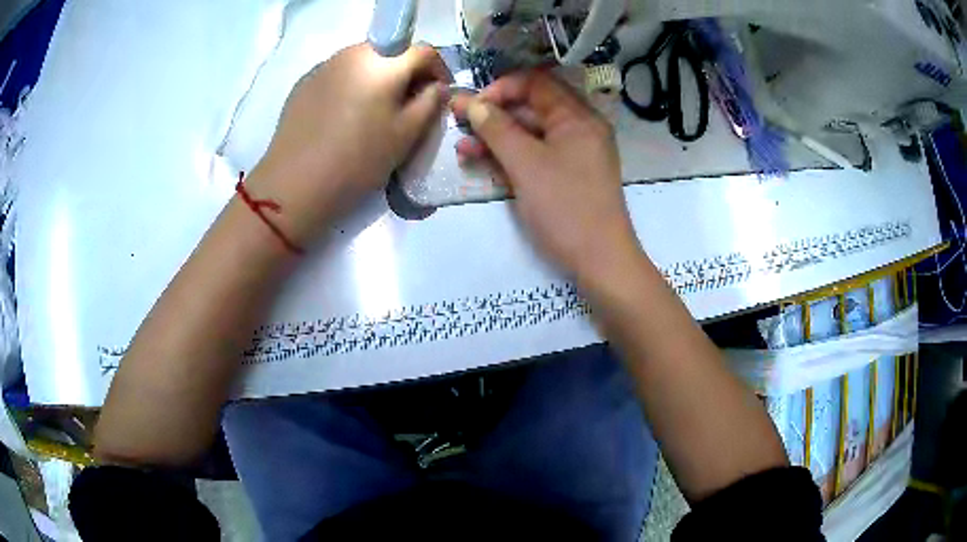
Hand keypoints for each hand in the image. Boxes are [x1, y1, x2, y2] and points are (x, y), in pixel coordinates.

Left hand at [250, 43, 449, 243]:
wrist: (295, 185)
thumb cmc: (358, 160)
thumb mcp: (406, 135)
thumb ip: (430, 103)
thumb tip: (437, 86)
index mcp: (382, 62)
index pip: (423, 50)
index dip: (439, 70)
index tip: (438, 93)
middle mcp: (352, 53)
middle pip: (391, 51)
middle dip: (405, 73)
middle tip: (407, 104)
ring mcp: (324, 66)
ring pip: (362, 61)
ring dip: (377, 78)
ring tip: (374, 111)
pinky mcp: (304, 82)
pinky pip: (338, 74)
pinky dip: (351, 86)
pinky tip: (344, 116)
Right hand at [452, 71, 642, 285]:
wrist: (599, 260)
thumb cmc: (564, 207)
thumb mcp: (526, 164)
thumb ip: (496, 129)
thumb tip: (473, 103)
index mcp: (577, 116)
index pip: (536, 83)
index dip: (501, 88)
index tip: (472, 105)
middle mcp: (578, 128)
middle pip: (531, 108)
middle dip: (493, 114)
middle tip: (458, 122)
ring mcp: (573, 153)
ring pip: (530, 134)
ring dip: (496, 138)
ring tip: (462, 148)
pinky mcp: (566, 175)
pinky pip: (536, 155)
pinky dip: (510, 157)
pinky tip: (481, 162)